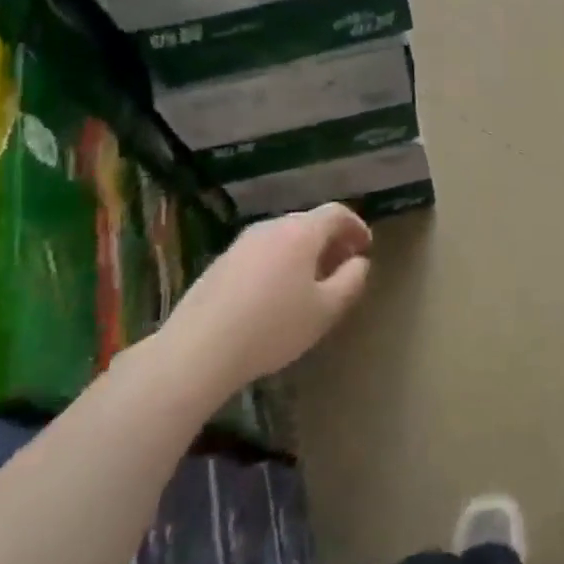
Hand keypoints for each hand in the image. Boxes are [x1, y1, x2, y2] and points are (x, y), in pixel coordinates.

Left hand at [156, 204, 372, 395]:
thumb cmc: (273, 327)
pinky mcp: (220, 263)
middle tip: (342, 267)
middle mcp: (270, 228)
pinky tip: (277, 295)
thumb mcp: (327, 309)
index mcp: (301, 232)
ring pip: (283, 238)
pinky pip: (262, 253)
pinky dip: (280, 263)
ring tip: (312, 283)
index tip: (365, 248)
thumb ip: (352, 280)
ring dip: (304, 253)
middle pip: (309, 223)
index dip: (356, 227)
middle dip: (331, 241)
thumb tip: (359, 262)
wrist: (197, 350)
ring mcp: (241, 244)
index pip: (337, 213)